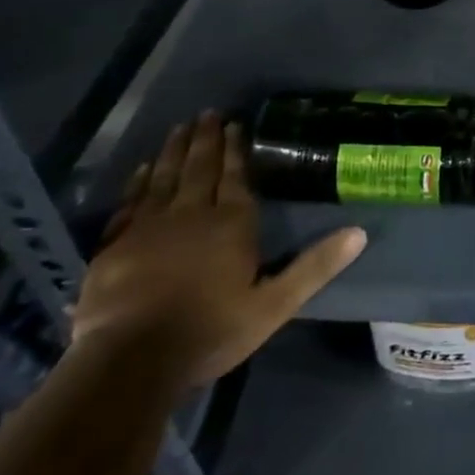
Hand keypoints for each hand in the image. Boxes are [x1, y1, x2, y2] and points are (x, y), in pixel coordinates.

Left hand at [71, 112, 365, 387]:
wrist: (131, 362)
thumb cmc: (211, 331)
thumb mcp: (275, 305)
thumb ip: (315, 266)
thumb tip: (359, 232)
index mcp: (231, 223)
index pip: (236, 175)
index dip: (236, 148)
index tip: (236, 123)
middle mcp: (191, 213)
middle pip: (199, 167)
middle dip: (206, 138)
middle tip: (208, 113)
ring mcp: (148, 227)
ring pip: (164, 177)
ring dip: (173, 150)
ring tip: (180, 127)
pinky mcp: (115, 245)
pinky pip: (129, 202)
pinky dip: (137, 182)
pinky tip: (142, 169)